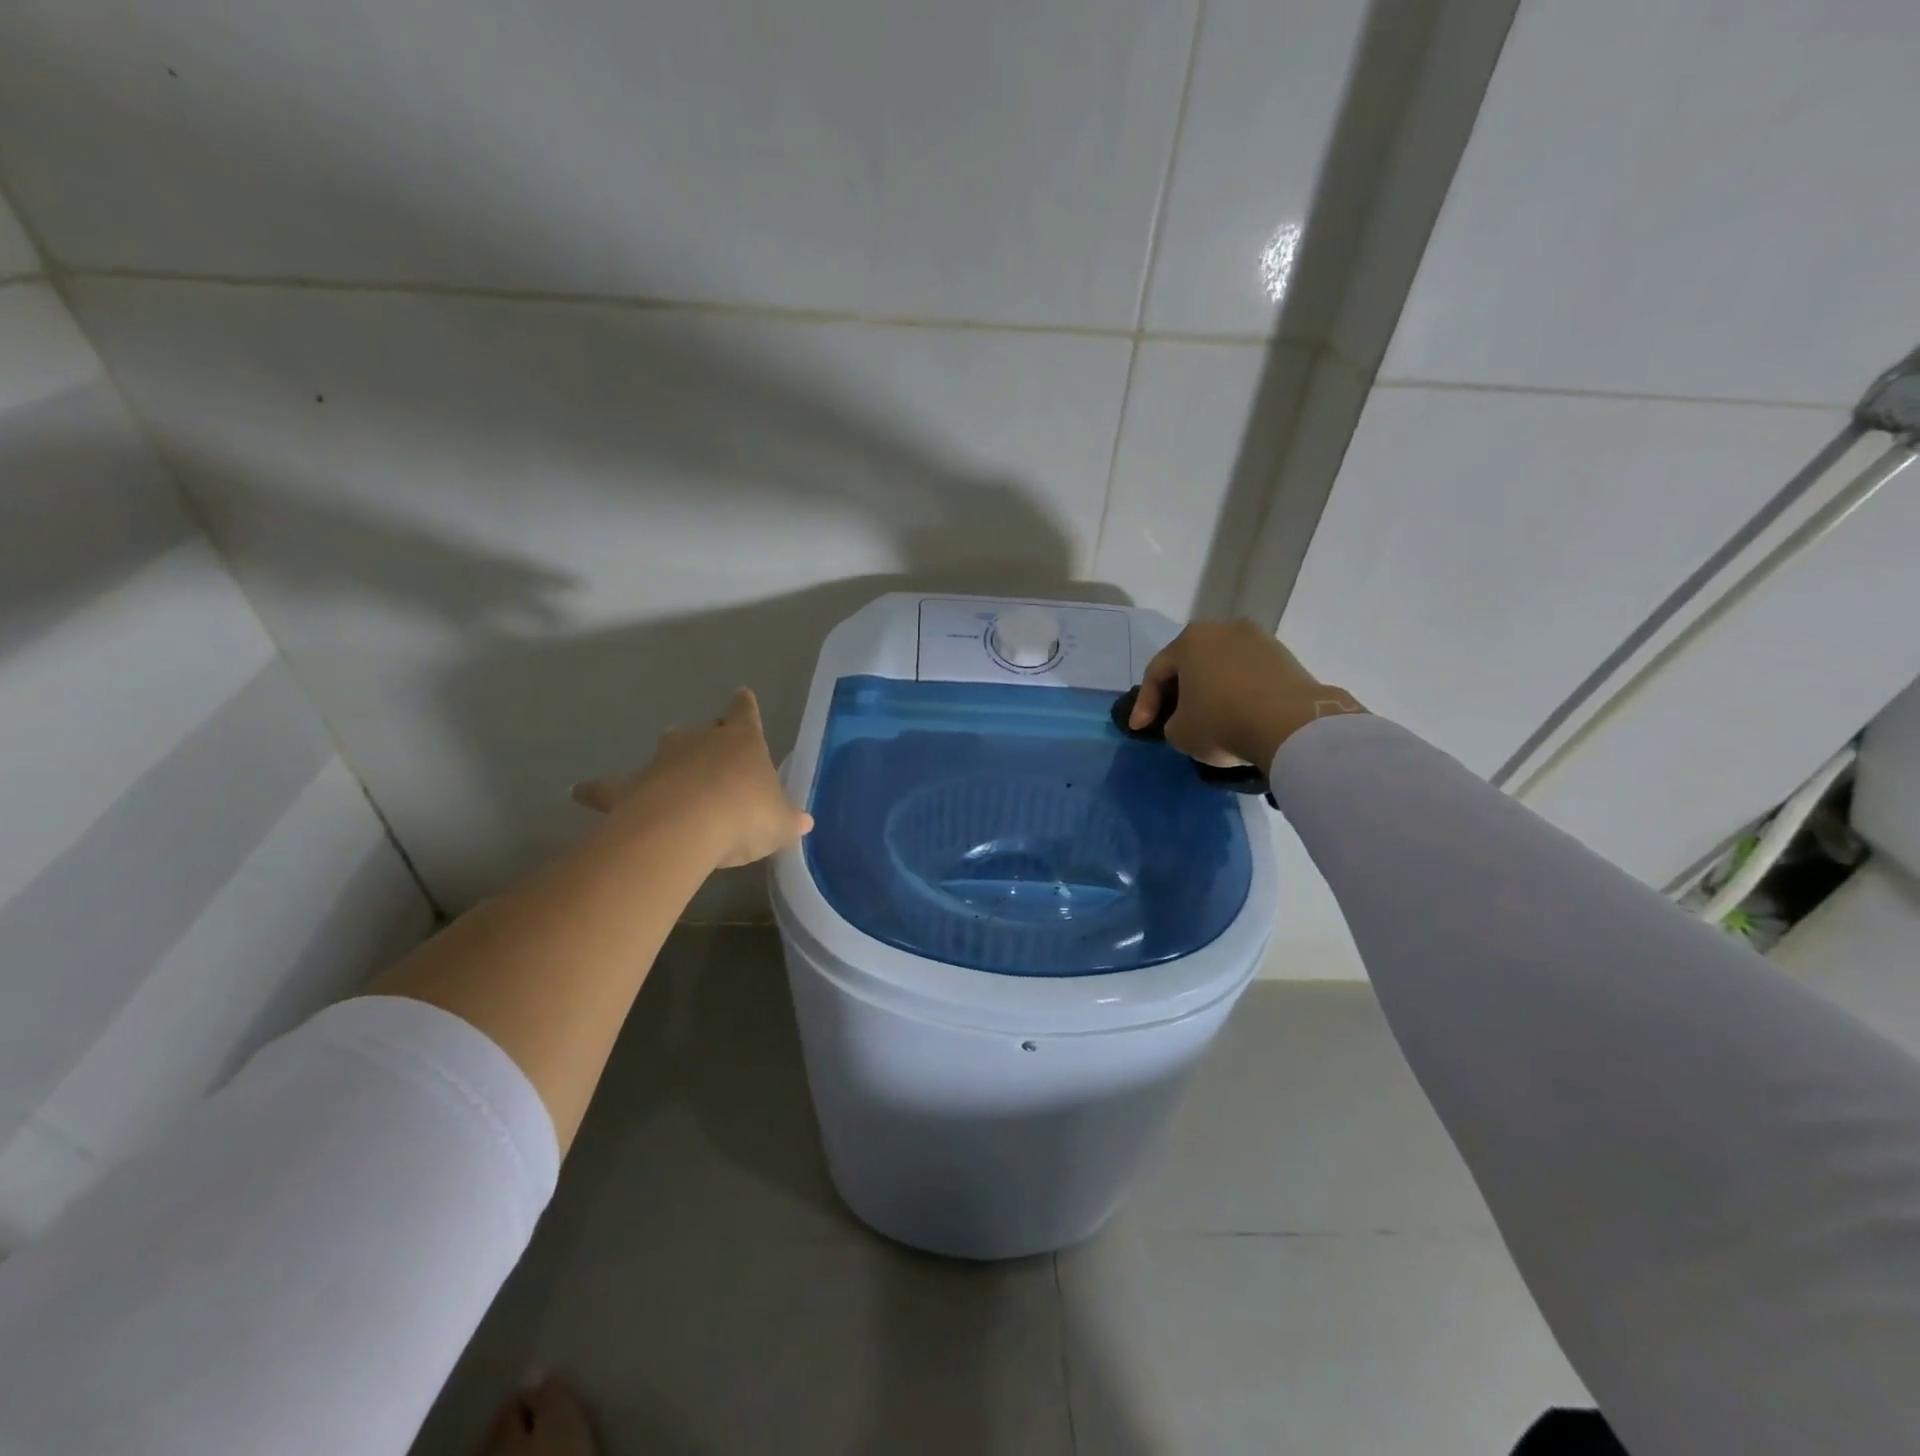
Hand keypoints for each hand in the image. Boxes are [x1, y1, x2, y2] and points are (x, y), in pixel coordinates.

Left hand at [572, 688, 811, 869]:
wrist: (688, 826)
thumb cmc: (745, 815)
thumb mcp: (780, 823)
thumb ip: (789, 820)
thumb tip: (804, 822)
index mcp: (742, 742)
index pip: (745, 714)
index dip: (745, 706)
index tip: (742, 694)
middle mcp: (700, 741)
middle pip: (702, 731)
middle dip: (707, 739)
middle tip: (711, 756)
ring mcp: (663, 760)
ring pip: (664, 753)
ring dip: (668, 764)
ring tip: (667, 780)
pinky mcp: (630, 786)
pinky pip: (610, 787)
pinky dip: (597, 790)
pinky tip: (580, 793)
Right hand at [1130, 619, 1363, 769]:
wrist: (1291, 726)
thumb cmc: (1221, 722)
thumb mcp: (1178, 733)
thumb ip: (1171, 721)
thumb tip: (1185, 719)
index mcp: (1189, 639)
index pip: (1156, 672)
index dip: (1144, 704)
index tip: (1140, 729)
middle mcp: (1223, 629)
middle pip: (1191, 663)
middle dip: (1180, 690)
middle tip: (1173, 716)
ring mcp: (1258, 639)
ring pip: (1222, 666)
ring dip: (1212, 689)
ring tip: (1210, 716)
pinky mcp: (1286, 656)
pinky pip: (1249, 675)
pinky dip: (1240, 692)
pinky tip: (1240, 714)